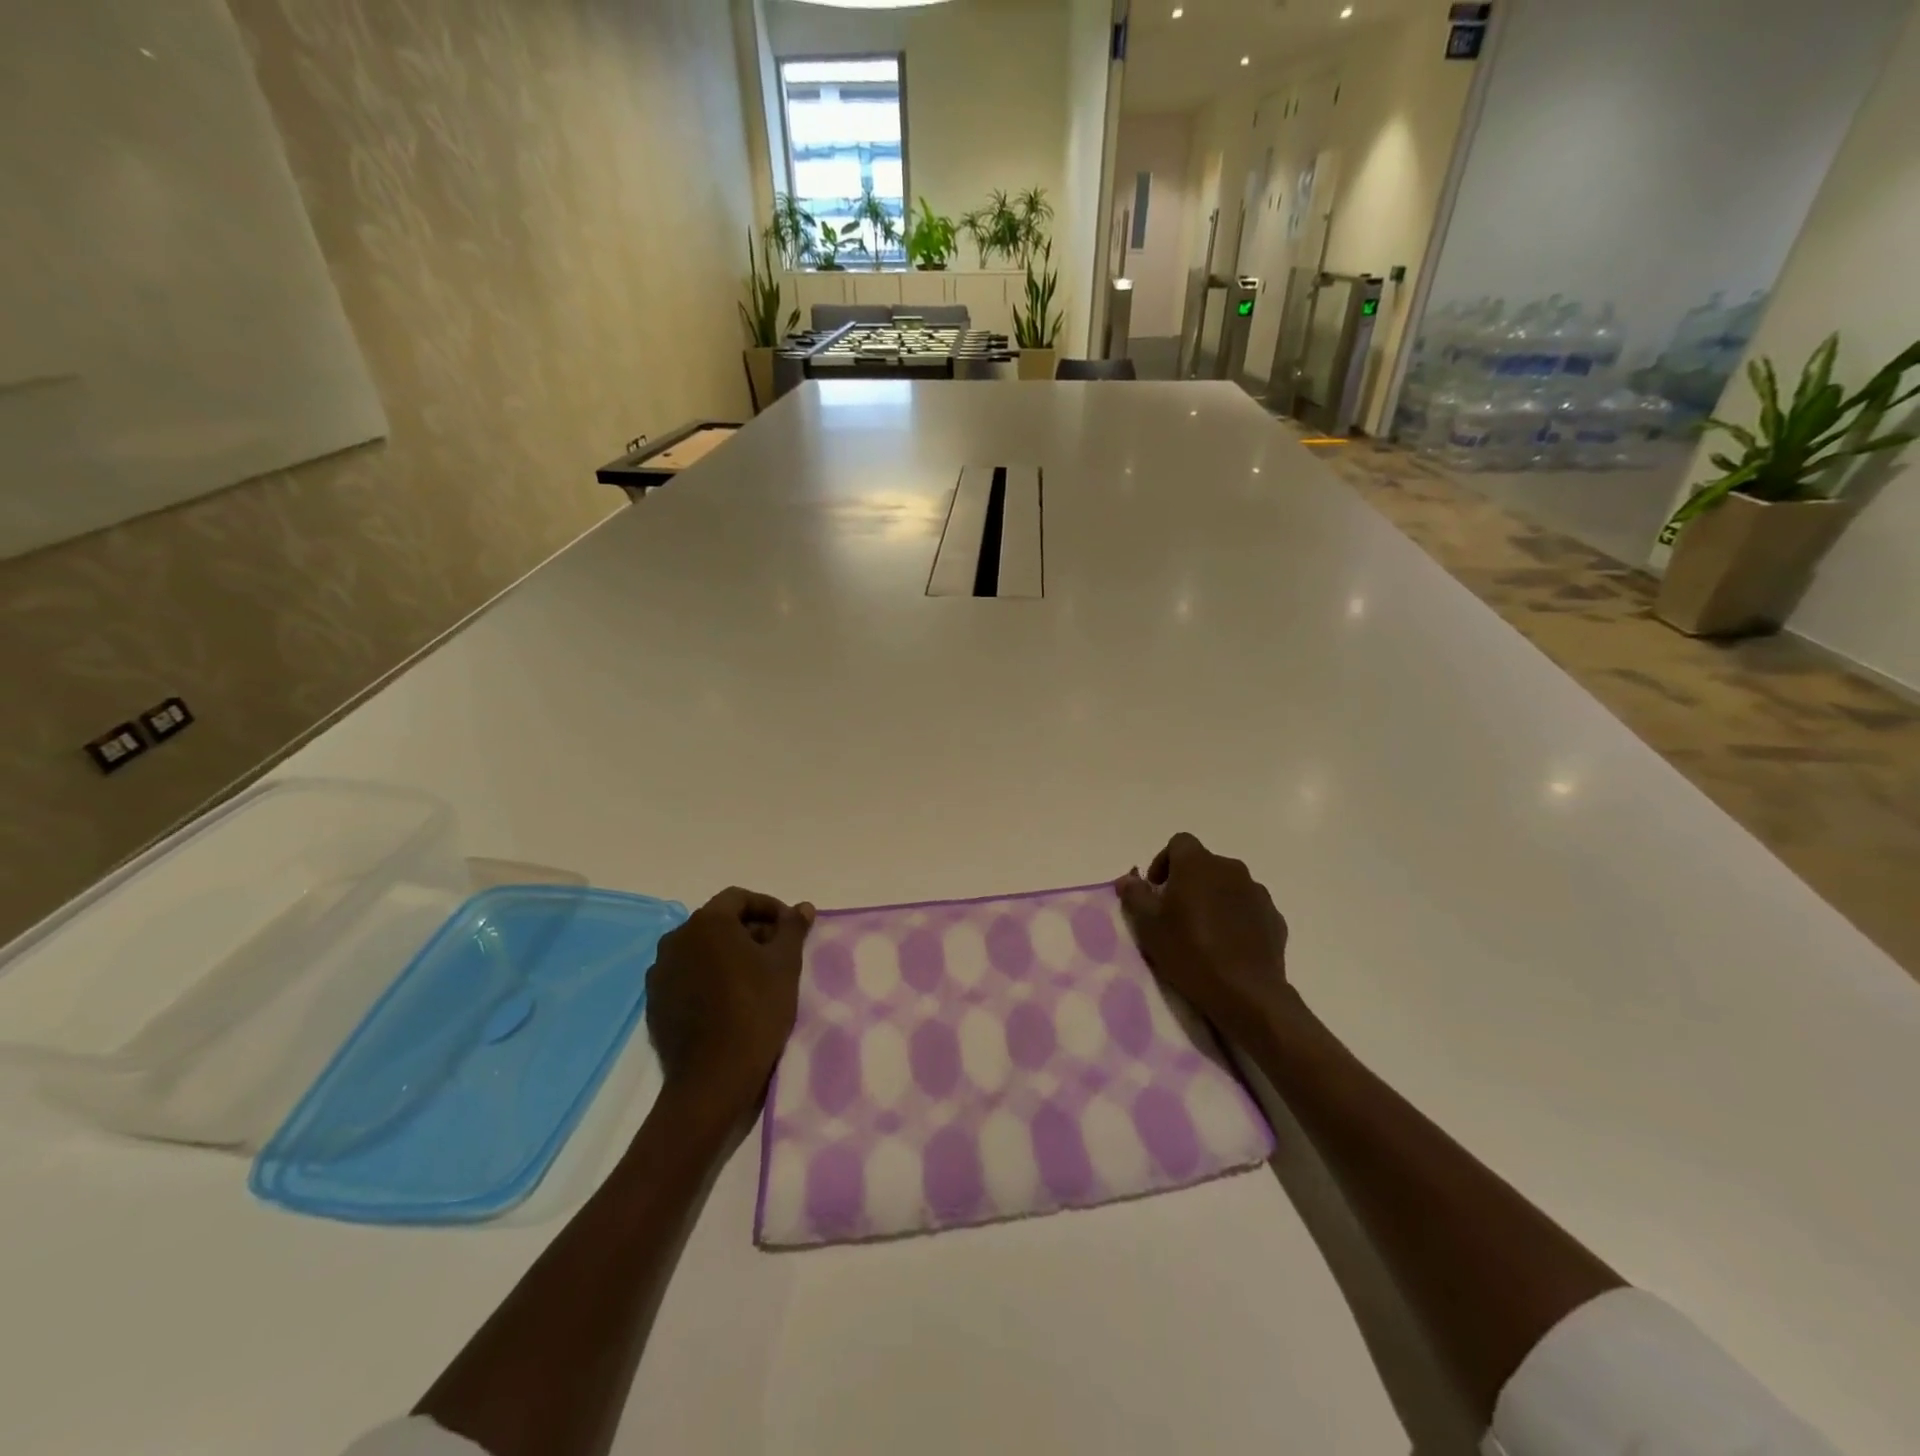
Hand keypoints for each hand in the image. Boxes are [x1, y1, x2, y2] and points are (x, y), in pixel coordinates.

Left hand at [646, 887, 815, 1121]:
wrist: (712, 1078)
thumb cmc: (755, 1010)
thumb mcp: (785, 965)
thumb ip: (793, 929)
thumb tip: (802, 907)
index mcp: (707, 923)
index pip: (739, 898)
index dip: (769, 907)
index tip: (790, 928)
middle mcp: (676, 939)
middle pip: (718, 922)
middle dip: (750, 931)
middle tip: (778, 954)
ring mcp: (660, 972)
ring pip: (701, 950)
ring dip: (728, 955)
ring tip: (756, 979)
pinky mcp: (655, 1002)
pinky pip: (687, 976)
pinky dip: (709, 978)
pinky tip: (729, 1001)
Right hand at [1117, 833, 1293, 1042]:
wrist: (1246, 992)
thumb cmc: (1189, 951)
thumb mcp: (1148, 925)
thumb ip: (1135, 895)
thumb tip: (1127, 878)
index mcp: (1198, 864)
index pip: (1179, 843)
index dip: (1164, 861)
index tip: (1157, 889)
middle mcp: (1231, 869)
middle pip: (1204, 864)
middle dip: (1188, 882)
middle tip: (1176, 913)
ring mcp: (1257, 893)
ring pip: (1228, 886)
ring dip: (1214, 899)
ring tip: (1204, 932)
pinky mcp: (1274, 918)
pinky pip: (1248, 908)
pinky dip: (1236, 918)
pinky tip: (1229, 946)